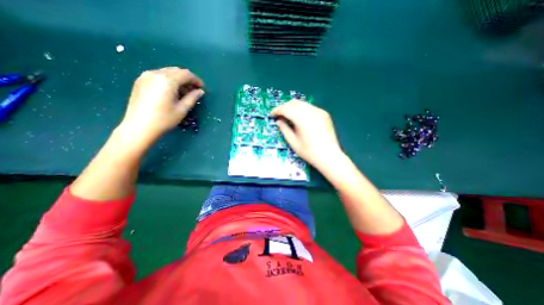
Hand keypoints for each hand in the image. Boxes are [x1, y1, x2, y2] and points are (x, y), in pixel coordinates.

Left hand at [119, 67, 203, 141]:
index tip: (202, 88)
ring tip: (184, 92)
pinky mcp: (140, 81)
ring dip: (178, 79)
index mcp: (167, 80)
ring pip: (167, 72)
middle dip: (187, 79)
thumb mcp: (182, 109)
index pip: (185, 74)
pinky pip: (159, 75)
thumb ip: (192, 98)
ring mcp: (146, 76)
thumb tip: (200, 91)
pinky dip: (169, 80)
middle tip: (194, 90)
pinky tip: (172, 92)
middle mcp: (155, 74)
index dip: (196, 80)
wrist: (139, 127)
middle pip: (176, 71)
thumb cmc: (164, 119)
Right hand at [271, 100, 340, 167]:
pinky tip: (300, 117)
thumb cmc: (309, 152)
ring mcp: (319, 111)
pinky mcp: (324, 114)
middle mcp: (311, 111)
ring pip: (302, 103)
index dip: (277, 110)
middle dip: (284, 107)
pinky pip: (310, 107)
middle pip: (294, 103)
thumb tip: (279, 121)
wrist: (329, 156)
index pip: (286, 109)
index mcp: (302, 118)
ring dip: (293, 107)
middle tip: (279, 114)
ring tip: (288, 115)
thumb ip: (284, 129)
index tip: (272, 114)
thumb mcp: (293, 142)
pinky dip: (302, 109)